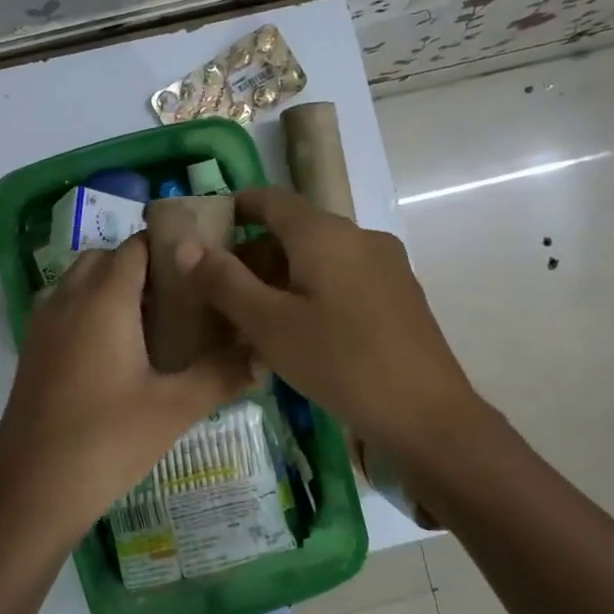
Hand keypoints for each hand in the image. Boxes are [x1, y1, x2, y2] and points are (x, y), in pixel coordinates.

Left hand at [0, 236, 253, 551]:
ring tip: (151, 324)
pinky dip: (88, 309)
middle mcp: (68, 298)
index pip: (136, 247)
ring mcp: (43, 324)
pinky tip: (116, 353)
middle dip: (141, 267)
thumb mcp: (174, 408)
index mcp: (104, 299)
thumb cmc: (107, 441)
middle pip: (105, 258)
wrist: (32, 490)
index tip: (201, 267)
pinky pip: (63, 307)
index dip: (169, 248)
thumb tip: (264, 355)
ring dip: (111, 286)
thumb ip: (222, 374)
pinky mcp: (31, 349)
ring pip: (79, 281)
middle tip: (180, 299)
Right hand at [180, 186, 480, 458]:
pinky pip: (344, 277)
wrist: (427, 414)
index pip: (271, 199)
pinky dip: (312, 289)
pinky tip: (300, 330)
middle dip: (254, 253)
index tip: (206, 231)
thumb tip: (186, 245)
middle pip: (295, 229)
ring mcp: (386, 264)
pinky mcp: (399, 294)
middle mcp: (359, 236)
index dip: (235, 208)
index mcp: (325, 233)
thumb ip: (224, 281)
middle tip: (220, 290)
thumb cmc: (340, 362)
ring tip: (253, 316)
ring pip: (320, 256)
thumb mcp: (269, 324)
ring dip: (282, 275)